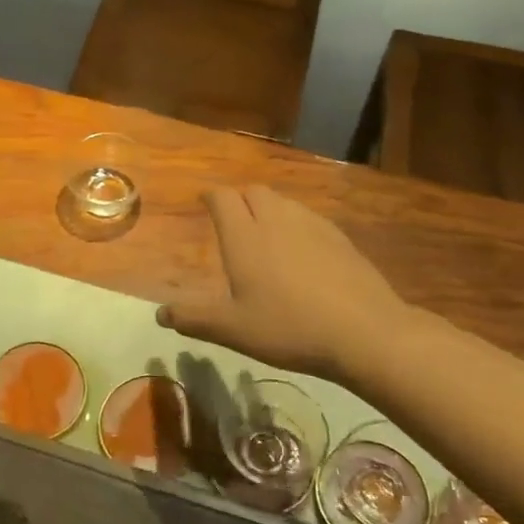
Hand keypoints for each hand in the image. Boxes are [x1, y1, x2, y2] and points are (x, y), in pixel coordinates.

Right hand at [157, 186, 409, 382]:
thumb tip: (160, 313)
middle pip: (253, 192)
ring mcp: (312, 225)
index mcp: (244, 236)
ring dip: (268, 209)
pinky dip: (295, 223)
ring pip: (283, 202)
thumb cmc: (288, 327)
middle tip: (232, 220)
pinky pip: (308, 217)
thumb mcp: (233, 329)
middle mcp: (276, 220)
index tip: (203, 201)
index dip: (210, 196)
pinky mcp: (339, 237)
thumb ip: (194, 318)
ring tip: (264, 233)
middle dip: (239, 199)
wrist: (364, 331)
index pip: (222, 198)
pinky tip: (301, 251)